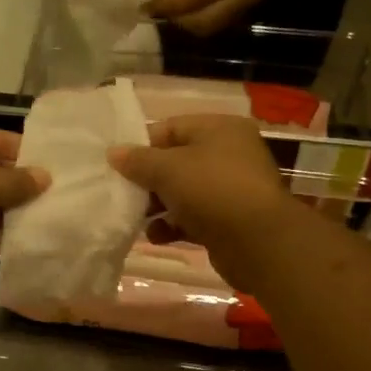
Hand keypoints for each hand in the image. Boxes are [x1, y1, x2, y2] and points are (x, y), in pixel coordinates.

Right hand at [109, 115, 297, 289]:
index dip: (142, 145)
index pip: (171, 128)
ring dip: (157, 205)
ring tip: (136, 218)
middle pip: (176, 162)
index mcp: (220, 129)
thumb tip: (113, 153)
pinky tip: (157, 236)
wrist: (257, 242)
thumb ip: (138, 160)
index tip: (118, 165)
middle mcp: (229, 154)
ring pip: (183, 192)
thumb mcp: (168, 169)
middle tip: (123, 193)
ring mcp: (230, 189)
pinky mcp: (228, 220)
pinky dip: (173, 225)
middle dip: (148, 179)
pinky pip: (193, 217)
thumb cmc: (212, 190)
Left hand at [148, 0, 301, 35]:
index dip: (167, 5)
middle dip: (177, 18)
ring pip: (213, 25)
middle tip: (157, 5)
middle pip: (204, 23)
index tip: (143, 5)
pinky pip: (222, 19)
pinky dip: (201, 16)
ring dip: (188, 21)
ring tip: (171, 4)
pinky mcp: (255, 0)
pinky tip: (190, 0)